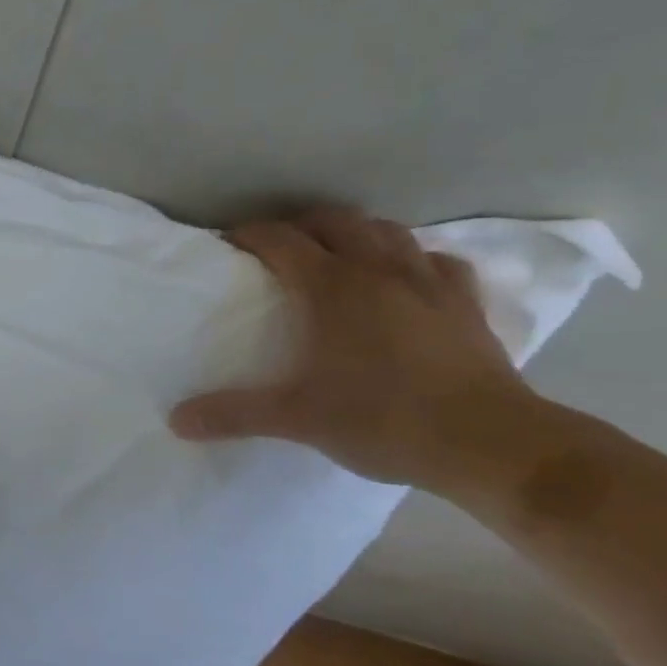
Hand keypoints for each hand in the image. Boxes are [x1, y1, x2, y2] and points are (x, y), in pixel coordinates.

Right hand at [168, 209, 538, 492]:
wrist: (490, 444)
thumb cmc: (384, 420)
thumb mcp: (297, 419)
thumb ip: (234, 414)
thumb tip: (176, 420)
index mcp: (332, 287)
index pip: (281, 240)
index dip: (252, 235)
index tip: (230, 243)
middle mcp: (378, 270)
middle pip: (334, 222)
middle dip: (301, 225)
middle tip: (279, 248)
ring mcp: (428, 283)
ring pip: (388, 231)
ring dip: (357, 232)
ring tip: (339, 253)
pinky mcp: (465, 304)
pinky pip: (437, 262)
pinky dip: (415, 260)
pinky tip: (409, 278)